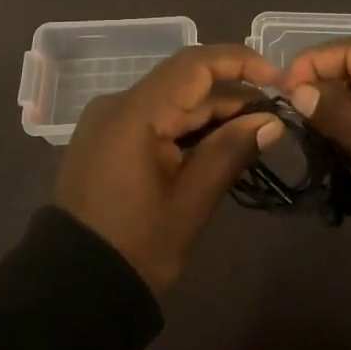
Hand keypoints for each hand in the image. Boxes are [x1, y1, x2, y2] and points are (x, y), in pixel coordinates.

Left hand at [55, 44, 284, 295]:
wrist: (73, 287)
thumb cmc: (136, 246)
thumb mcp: (191, 202)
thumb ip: (230, 152)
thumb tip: (271, 120)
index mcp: (135, 112)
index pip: (194, 65)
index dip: (238, 61)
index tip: (276, 78)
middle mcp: (117, 103)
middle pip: (183, 82)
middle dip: (230, 95)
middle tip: (271, 119)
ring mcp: (108, 121)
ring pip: (170, 100)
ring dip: (210, 113)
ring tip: (251, 134)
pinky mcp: (105, 138)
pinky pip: (153, 117)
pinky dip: (185, 127)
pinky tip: (214, 146)